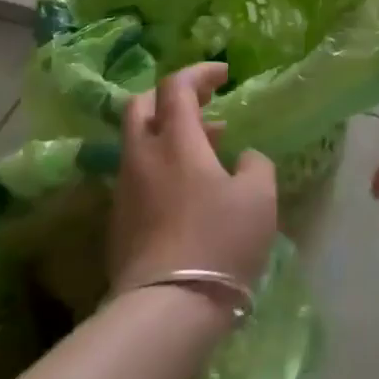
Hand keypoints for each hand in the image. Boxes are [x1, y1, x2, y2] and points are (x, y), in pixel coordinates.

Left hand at [109, 63, 277, 303]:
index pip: (176, 87)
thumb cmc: (220, 240)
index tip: (224, 74)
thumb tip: (242, 157)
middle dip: (171, 97)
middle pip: (140, 106)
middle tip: (204, 105)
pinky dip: (163, 165)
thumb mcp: (259, 196)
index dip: (199, 73)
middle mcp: (142, 158)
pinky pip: (139, 174)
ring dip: (170, 134)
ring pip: (138, 143)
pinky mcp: (120, 220)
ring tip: (210, 150)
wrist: (168, 305)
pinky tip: (191, 189)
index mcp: (176, 142)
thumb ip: (255, 164)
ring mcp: (125, 190)